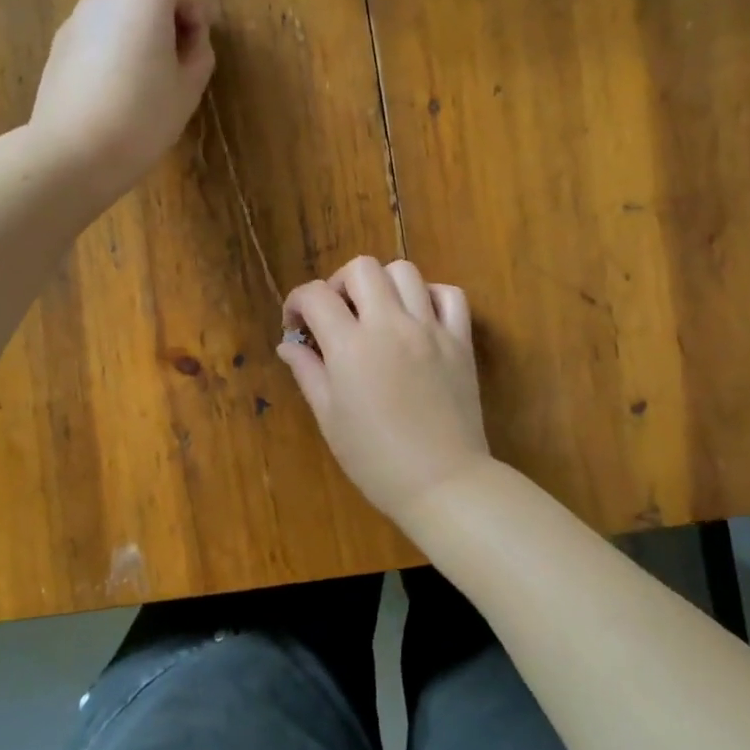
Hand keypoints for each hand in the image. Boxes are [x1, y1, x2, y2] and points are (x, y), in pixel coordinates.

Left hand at [29, 0, 214, 203]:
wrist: (74, 151)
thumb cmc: (142, 119)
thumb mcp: (188, 89)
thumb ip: (198, 53)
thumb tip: (191, 39)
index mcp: (143, 2)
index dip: (189, 3)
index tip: (195, 40)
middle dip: (157, 2)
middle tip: (171, 46)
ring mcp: (76, 20)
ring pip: (109, 2)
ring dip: (131, 20)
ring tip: (143, 66)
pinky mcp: (58, 45)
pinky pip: (91, 27)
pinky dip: (108, 38)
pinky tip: (114, 81)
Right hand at [278, 257, 490, 524]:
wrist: (442, 481)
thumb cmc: (375, 459)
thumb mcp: (329, 417)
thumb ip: (308, 372)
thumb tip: (288, 344)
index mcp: (351, 346)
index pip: (316, 295)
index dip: (297, 303)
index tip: (297, 325)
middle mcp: (390, 324)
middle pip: (361, 268)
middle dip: (340, 284)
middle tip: (337, 316)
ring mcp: (430, 328)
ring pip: (405, 271)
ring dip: (383, 284)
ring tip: (377, 313)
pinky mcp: (460, 339)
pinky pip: (449, 294)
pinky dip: (430, 295)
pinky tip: (418, 318)